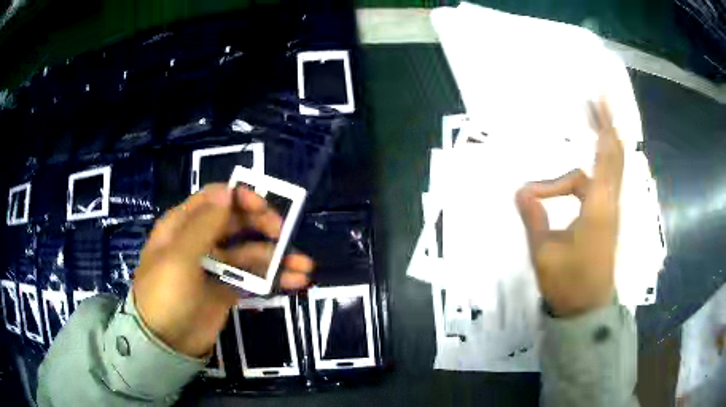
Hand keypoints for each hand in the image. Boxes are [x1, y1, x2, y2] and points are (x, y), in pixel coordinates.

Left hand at [133, 184, 313, 356]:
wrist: (166, 344)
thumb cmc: (165, 295)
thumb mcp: (179, 258)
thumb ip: (204, 225)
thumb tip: (228, 192)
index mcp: (183, 225)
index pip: (215, 198)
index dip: (241, 198)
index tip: (263, 209)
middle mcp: (201, 240)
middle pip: (237, 222)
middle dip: (264, 225)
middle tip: (285, 236)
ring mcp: (216, 265)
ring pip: (250, 252)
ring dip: (277, 256)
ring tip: (304, 267)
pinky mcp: (228, 288)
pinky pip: (254, 277)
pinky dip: (275, 278)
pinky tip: (296, 281)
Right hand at [515, 98, 623, 316]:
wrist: (586, 310)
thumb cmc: (568, 283)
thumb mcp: (543, 252)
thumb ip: (534, 216)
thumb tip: (521, 191)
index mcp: (597, 207)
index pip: (605, 156)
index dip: (603, 125)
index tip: (597, 99)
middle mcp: (609, 203)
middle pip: (614, 155)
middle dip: (606, 125)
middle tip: (595, 101)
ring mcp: (610, 211)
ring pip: (606, 169)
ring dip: (600, 145)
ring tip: (589, 124)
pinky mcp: (606, 220)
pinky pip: (602, 183)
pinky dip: (596, 166)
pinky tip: (579, 169)